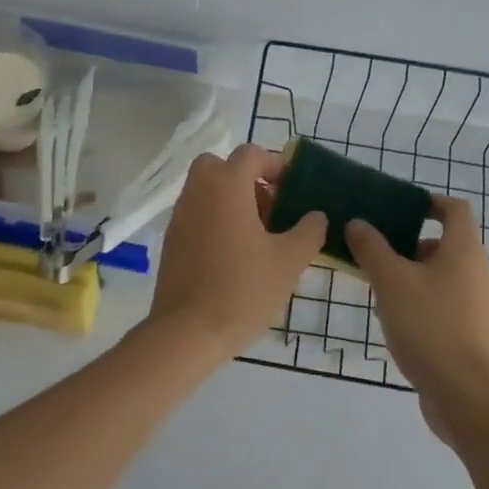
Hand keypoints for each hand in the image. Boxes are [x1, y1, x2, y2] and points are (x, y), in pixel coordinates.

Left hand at [145, 144, 325, 366]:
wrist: (187, 333)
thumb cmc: (243, 290)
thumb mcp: (289, 261)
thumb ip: (309, 230)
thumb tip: (316, 215)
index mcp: (226, 186)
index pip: (251, 155)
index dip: (275, 166)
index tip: (294, 191)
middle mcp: (198, 192)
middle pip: (221, 166)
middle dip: (247, 179)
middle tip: (271, 208)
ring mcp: (180, 216)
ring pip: (207, 190)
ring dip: (232, 200)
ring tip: (259, 237)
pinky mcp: (172, 241)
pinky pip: (197, 214)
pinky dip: (216, 220)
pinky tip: (236, 256)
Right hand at [347, 197, 488, 439]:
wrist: (464, 394)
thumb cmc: (429, 325)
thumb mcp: (391, 281)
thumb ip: (371, 248)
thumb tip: (358, 223)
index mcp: (463, 250)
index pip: (454, 209)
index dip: (429, 202)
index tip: (399, 208)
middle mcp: (475, 271)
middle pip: (444, 242)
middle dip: (409, 242)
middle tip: (376, 248)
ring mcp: (475, 304)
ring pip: (441, 274)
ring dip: (411, 273)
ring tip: (378, 284)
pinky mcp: (469, 331)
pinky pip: (443, 301)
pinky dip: (420, 299)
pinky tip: (394, 317)